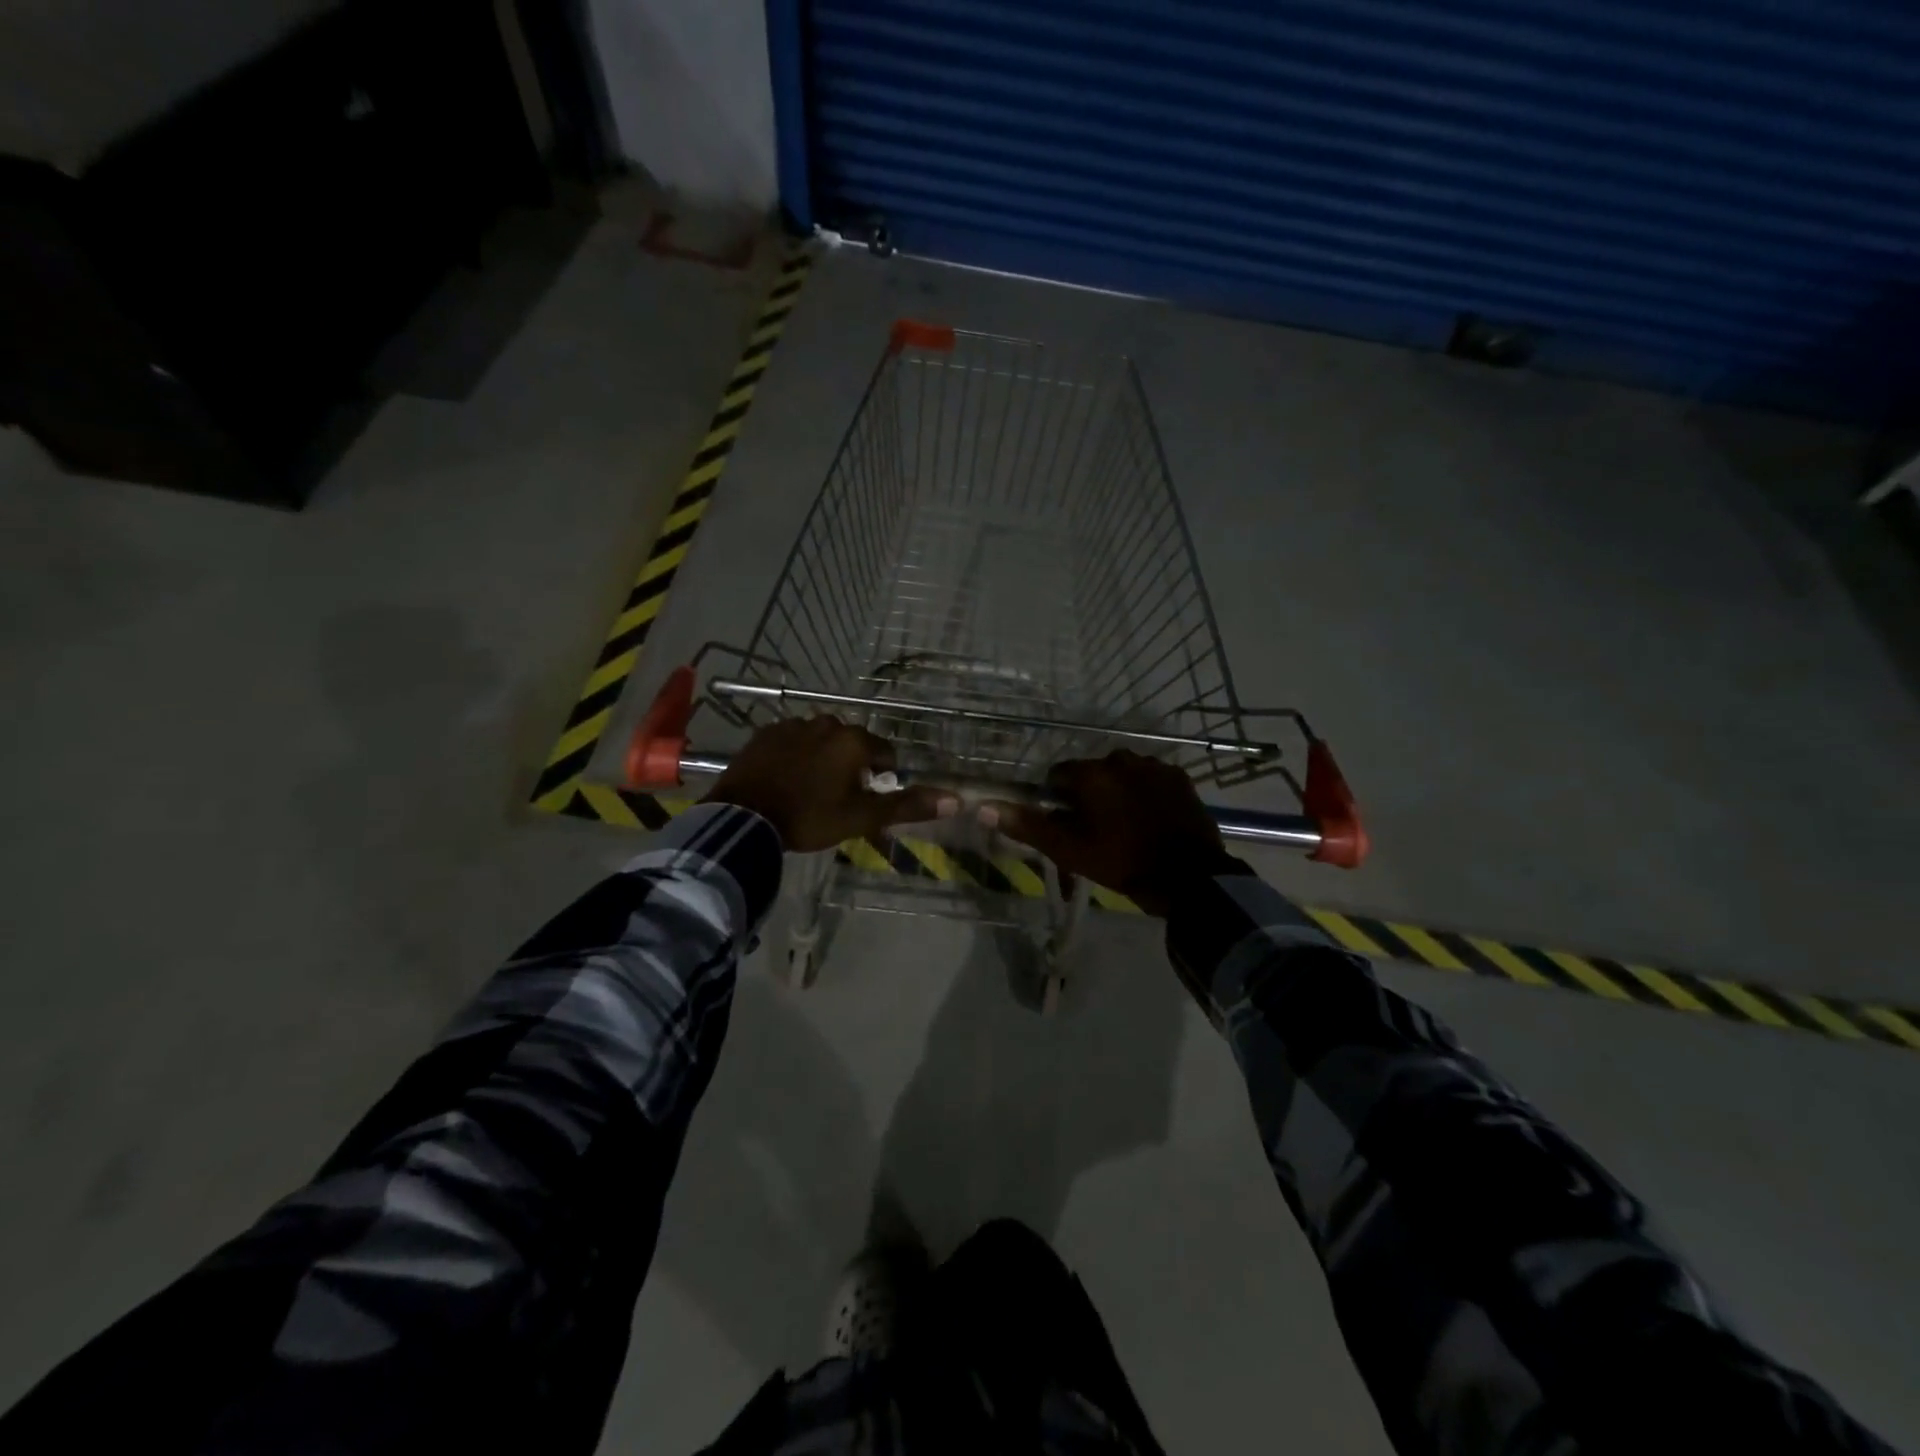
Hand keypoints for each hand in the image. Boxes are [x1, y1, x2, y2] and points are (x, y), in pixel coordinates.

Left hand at [704, 717, 956, 851]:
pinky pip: (791, 741)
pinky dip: (795, 756)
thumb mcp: (861, 817)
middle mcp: (827, 724)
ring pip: (821, 741)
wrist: (745, 817)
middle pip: (852, 744)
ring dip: (823, 759)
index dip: (881, 777)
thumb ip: (907, 806)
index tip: (867, 800)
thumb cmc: (810, 817)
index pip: (885, 753)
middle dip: (851, 766)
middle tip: (838, 799)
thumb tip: (957, 799)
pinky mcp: (765, 733)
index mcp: (854, 741)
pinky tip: (785, 780)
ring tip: (809, 791)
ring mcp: (793, 725)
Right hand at [978, 751, 1229, 915]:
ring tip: (1126, 827)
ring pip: (1123, 775)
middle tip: (1096, 830)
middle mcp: (1122, 759)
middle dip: (1090, 795)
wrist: (1188, 878)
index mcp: (1092, 773)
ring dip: (1119, 792)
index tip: (1067, 825)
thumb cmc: (1120, 863)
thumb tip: (983, 807)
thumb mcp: (1068, 850)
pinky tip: (1151, 821)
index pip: (1059, 775)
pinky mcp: (1179, 778)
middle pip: (1092, 773)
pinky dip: (1146, 794)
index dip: (1058, 799)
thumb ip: (1027, 825)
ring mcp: (1155, 766)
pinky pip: (1151, 780)